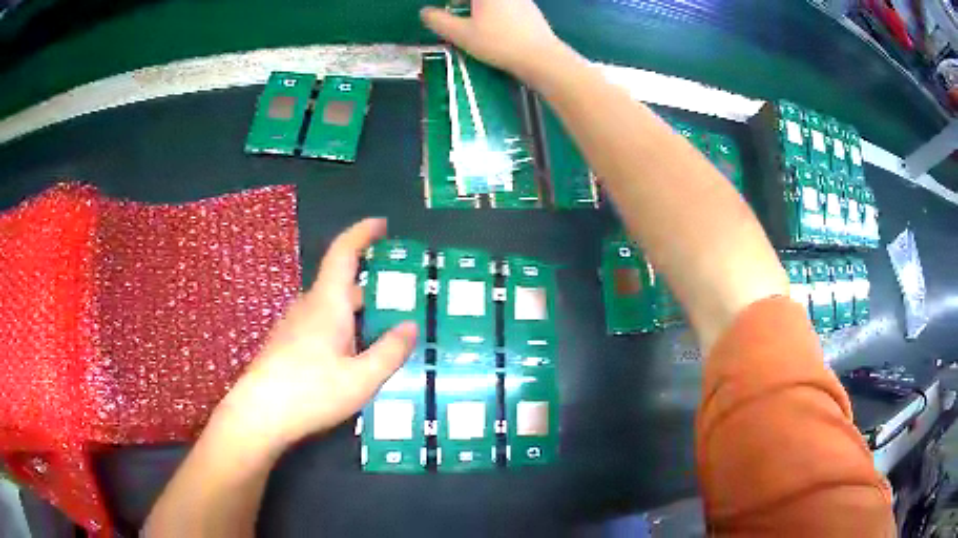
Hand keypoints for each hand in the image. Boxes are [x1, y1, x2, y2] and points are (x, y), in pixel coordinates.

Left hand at [213, 218, 417, 452]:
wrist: (259, 415)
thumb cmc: (311, 392)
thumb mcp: (362, 379)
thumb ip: (389, 351)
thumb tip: (410, 325)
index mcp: (327, 303)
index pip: (344, 252)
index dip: (362, 233)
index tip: (382, 224)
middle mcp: (308, 306)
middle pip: (340, 283)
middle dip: (370, 286)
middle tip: (398, 299)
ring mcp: (293, 325)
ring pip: (330, 308)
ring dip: (355, 312)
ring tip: (380, 335)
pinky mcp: (285, 344)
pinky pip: (319, 325)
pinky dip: (340, 329)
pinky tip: (350, 359)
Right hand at [420, 0, 564, 80]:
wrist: (542, 57)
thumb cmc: (498, 43)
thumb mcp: (461, 34)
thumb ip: (439, 21)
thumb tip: (425, 12)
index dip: (453, 5)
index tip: (447, 11)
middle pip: (477, 0)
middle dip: (462, 5)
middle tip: (454, 13)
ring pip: (494, 3)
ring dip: (479, 8)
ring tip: (473, 23)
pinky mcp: (532, 10)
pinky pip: (507, 6)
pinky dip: (496, 12)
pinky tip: (495, 29)